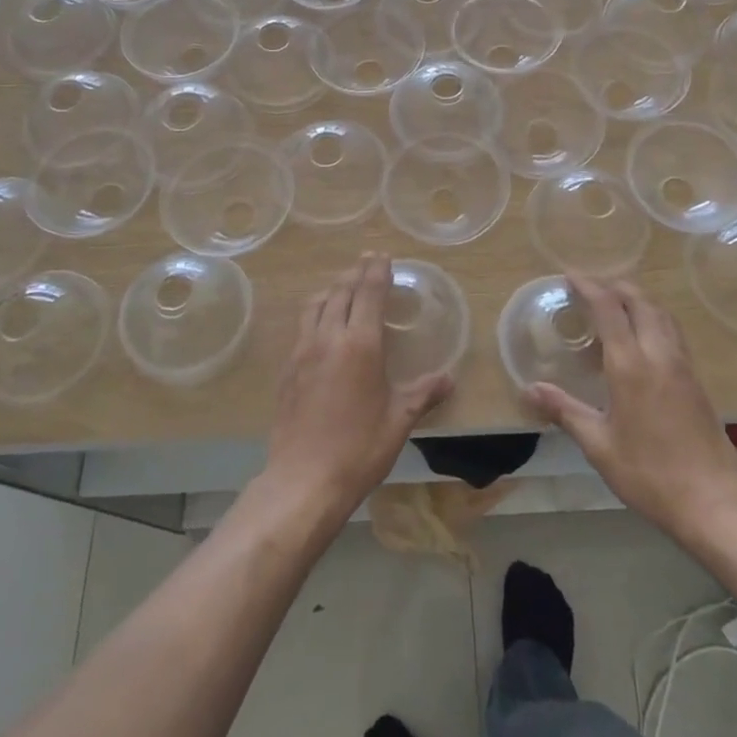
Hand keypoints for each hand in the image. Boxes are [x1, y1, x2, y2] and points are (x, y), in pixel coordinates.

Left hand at [262, 253, 454, 526]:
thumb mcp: (399, 421)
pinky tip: (321, 327)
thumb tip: (449, 379)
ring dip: (332, 290)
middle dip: (355, 274)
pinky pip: (302, 327)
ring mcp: (302, 352)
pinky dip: (315, 314)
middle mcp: (328, 338)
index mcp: (360, 344)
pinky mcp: (287, 370)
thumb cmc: (359, 449)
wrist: (303, 480)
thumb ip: (423, 393)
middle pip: (340, 292)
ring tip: (343, 288)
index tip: (382, 255)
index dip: (376, 271)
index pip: (369, 293)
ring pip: (316, 305)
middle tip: (366, 263)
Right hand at [525, 276, 736, 542]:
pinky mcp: (696, 379)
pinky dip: (653, 318)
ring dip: (637, 299)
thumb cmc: (649, 474)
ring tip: (614, 306)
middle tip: (590, 288)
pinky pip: (673, 331)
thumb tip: (528, 389)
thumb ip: (564, 411)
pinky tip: (641, 338)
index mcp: (630, 365)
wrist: (713, 502)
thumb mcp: (599, 445)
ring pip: (661, 313)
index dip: (589, 287)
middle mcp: (659, 354)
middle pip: (640, 301)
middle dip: (614, 286)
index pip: (609, 309)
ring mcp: (682, 365)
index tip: (570, 275)